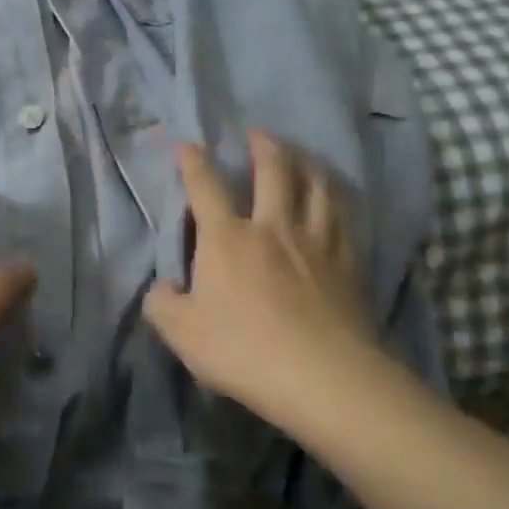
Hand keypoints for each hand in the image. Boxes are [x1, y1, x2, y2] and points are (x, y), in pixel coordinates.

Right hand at [144, 131, 379, 425]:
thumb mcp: (182, 333)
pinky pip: (343, 217)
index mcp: (226, 238)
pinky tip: (335, 199)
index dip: (193, 161)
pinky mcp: (347, 262)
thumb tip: (161, 286)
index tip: (187, 144)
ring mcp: (314, 241)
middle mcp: (271, 226)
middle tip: (258, 132)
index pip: (205, 186)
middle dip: (263, 146)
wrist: (322, 376)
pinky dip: (336, 199)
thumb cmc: (244, 350)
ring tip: (301, 155)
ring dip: (306, 163)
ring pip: (315, 186)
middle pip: (272, 170)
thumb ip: (162, 304)